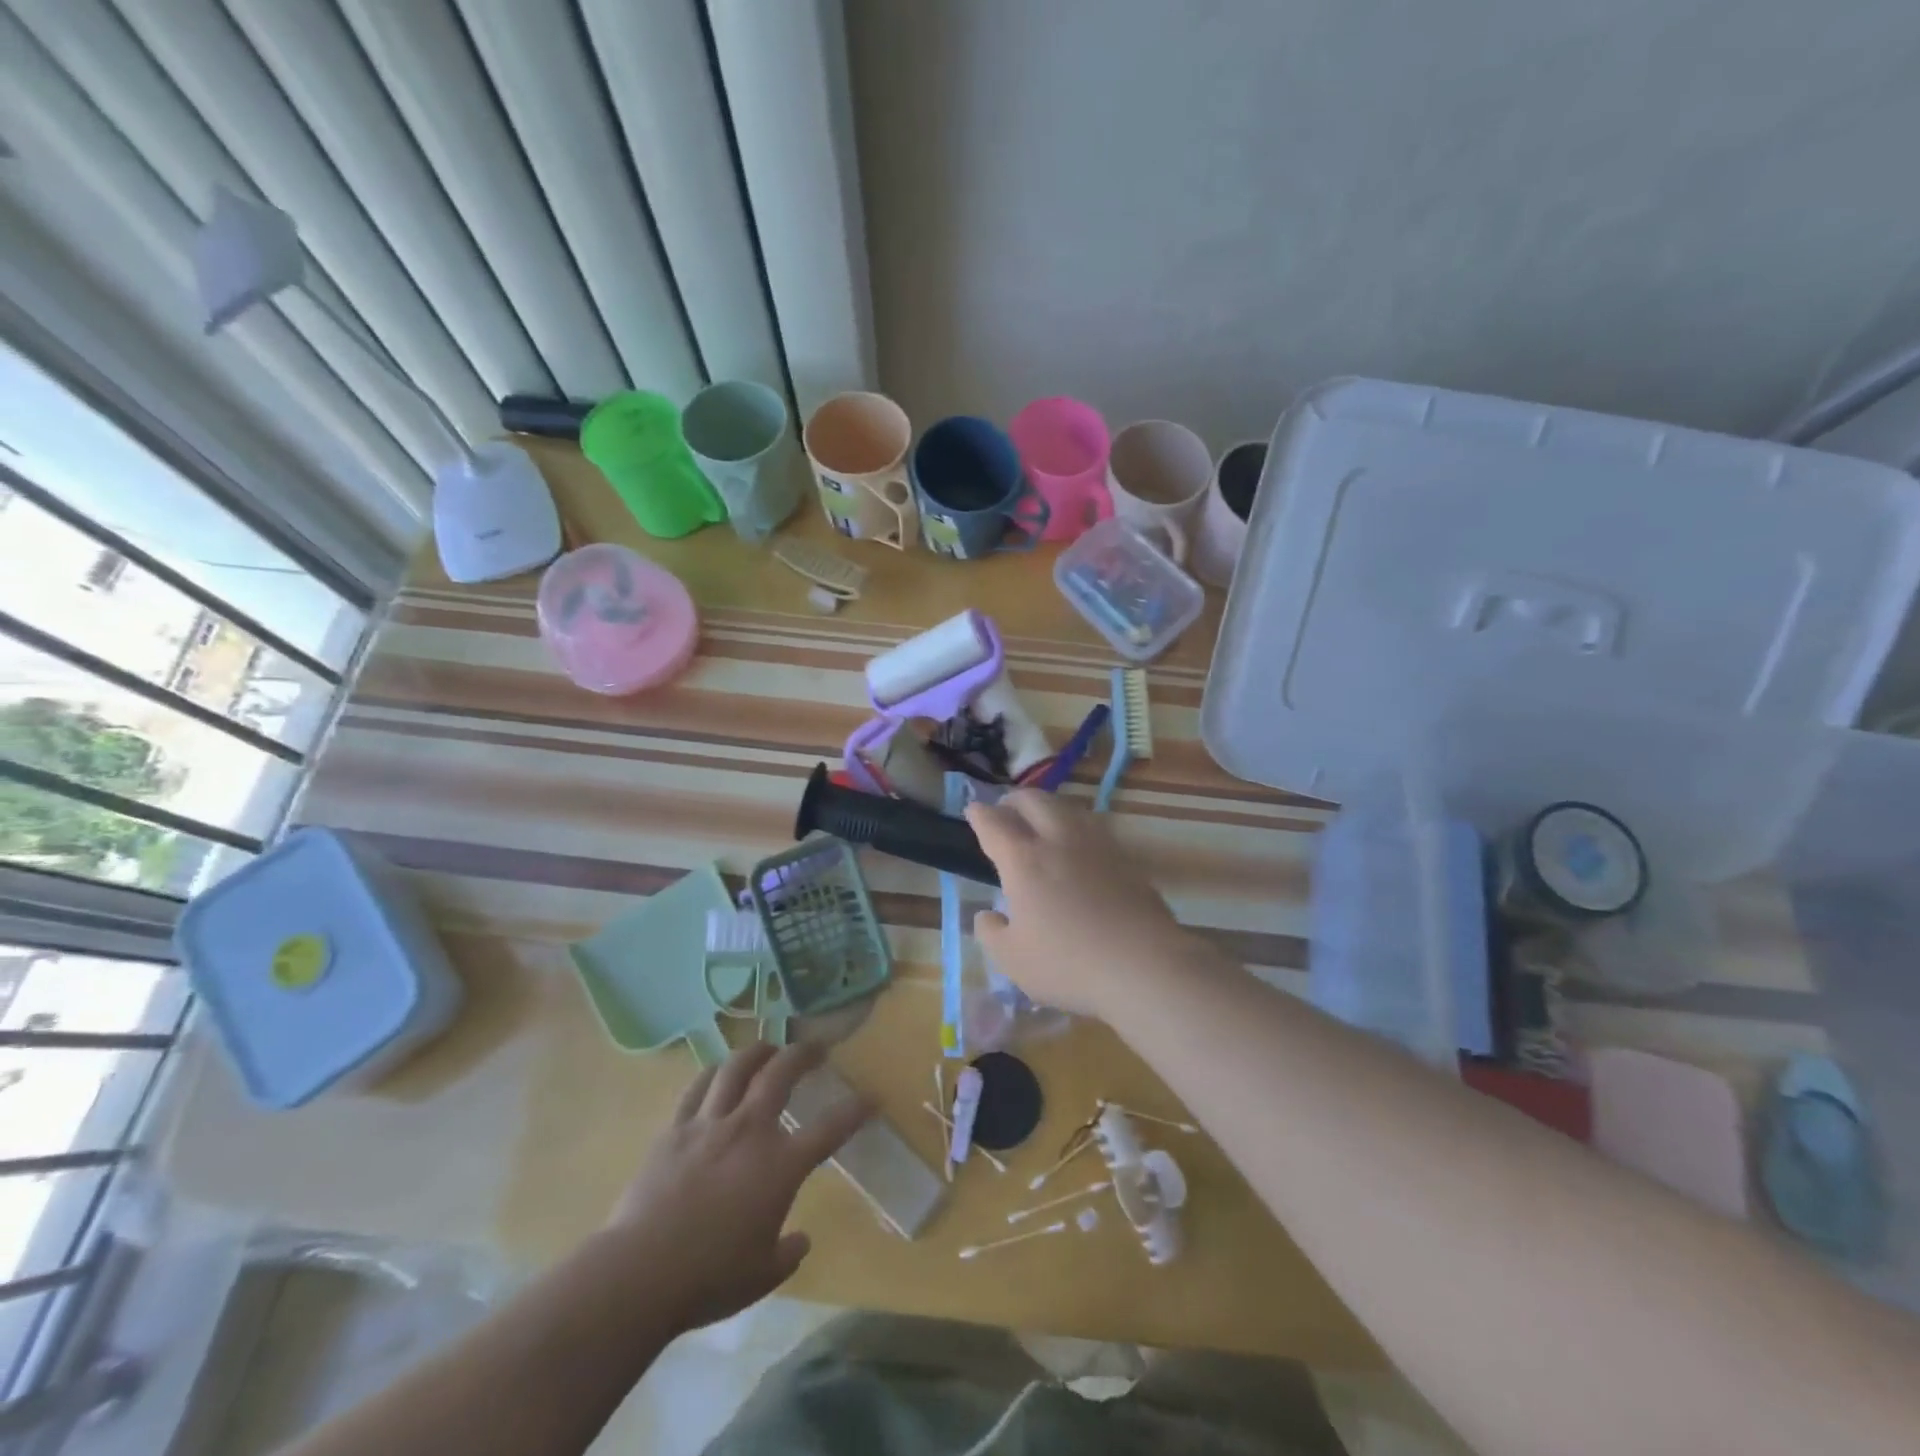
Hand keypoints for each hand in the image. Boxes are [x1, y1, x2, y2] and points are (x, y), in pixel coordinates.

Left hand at [604, 1041, 867, 1335]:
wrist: (639, 1274)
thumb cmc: (708, 1278)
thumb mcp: (761, 1276)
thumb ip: (787, 1253)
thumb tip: (800, 1240)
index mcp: (780, 1165)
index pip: (831, 1128)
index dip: (856, 1110)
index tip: (872, 1097)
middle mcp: (750, 1131)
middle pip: (782, 1073)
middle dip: (804, 1054)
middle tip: (816, 1048)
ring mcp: (710, 1124)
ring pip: (737, 1068)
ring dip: (758, 1050)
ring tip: (768, 1046)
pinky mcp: (675, 1129)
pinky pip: (698, 1087)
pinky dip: (713, 1073)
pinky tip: (718, 1071)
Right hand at [965, 790, 1187, 1017]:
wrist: (1144, 964)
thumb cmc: (1068, 963)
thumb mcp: (1013, 960)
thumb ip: (992, 934)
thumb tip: (986, 916)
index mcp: (1024, 860)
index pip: (995, 824)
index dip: (980, 814)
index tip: (973, 810)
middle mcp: (1059, 840)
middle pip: (1034, 800)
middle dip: (1014, 799)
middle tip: (1006, 810)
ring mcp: (1097, 845)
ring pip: (1068, 807)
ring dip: (1048, 807)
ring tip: (1042, 820)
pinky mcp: (1126, 858)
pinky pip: (1094, 827)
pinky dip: (1077, 826)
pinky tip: (1079, 844)